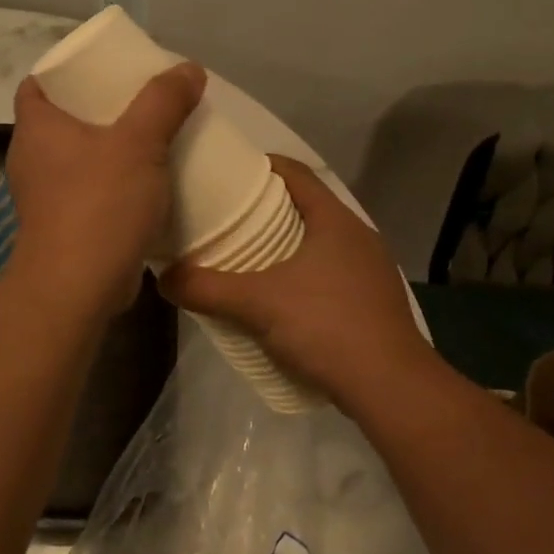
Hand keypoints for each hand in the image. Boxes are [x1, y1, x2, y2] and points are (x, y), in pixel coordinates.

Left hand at [3, 61, 206, 320]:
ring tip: (151, 138)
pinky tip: (147, 183)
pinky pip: (89, 190)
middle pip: (63, 119)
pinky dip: (113, 183)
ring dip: (110, 148)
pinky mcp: (63, 226)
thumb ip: (164, 101)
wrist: (78, 288)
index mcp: (37, 128)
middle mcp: (32, 158)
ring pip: (78, 157)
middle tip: (141, 100)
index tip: (103, 69)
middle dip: (100, 108)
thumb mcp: (139, 142)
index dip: (66, 71)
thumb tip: (189, 68)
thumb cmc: (99, 204)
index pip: (37, 84)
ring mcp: (45, 196)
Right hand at [160, 156, 428, 408]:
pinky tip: (280, 298)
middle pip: (306, 206)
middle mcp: (358, 236)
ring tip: (247, 258)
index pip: (296, 172)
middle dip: (266, 209)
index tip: (228, 174)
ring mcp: (370, 270)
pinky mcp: (373, 301)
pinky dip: (303, 274)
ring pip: (319, 242)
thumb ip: (207, 288)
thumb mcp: (257, 304)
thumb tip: (162, 278)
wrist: (391, 387)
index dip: (261, 166)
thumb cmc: (326, 326)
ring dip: (285, 245)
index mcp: (335, 219)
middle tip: (227, 219)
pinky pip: (330, 272)